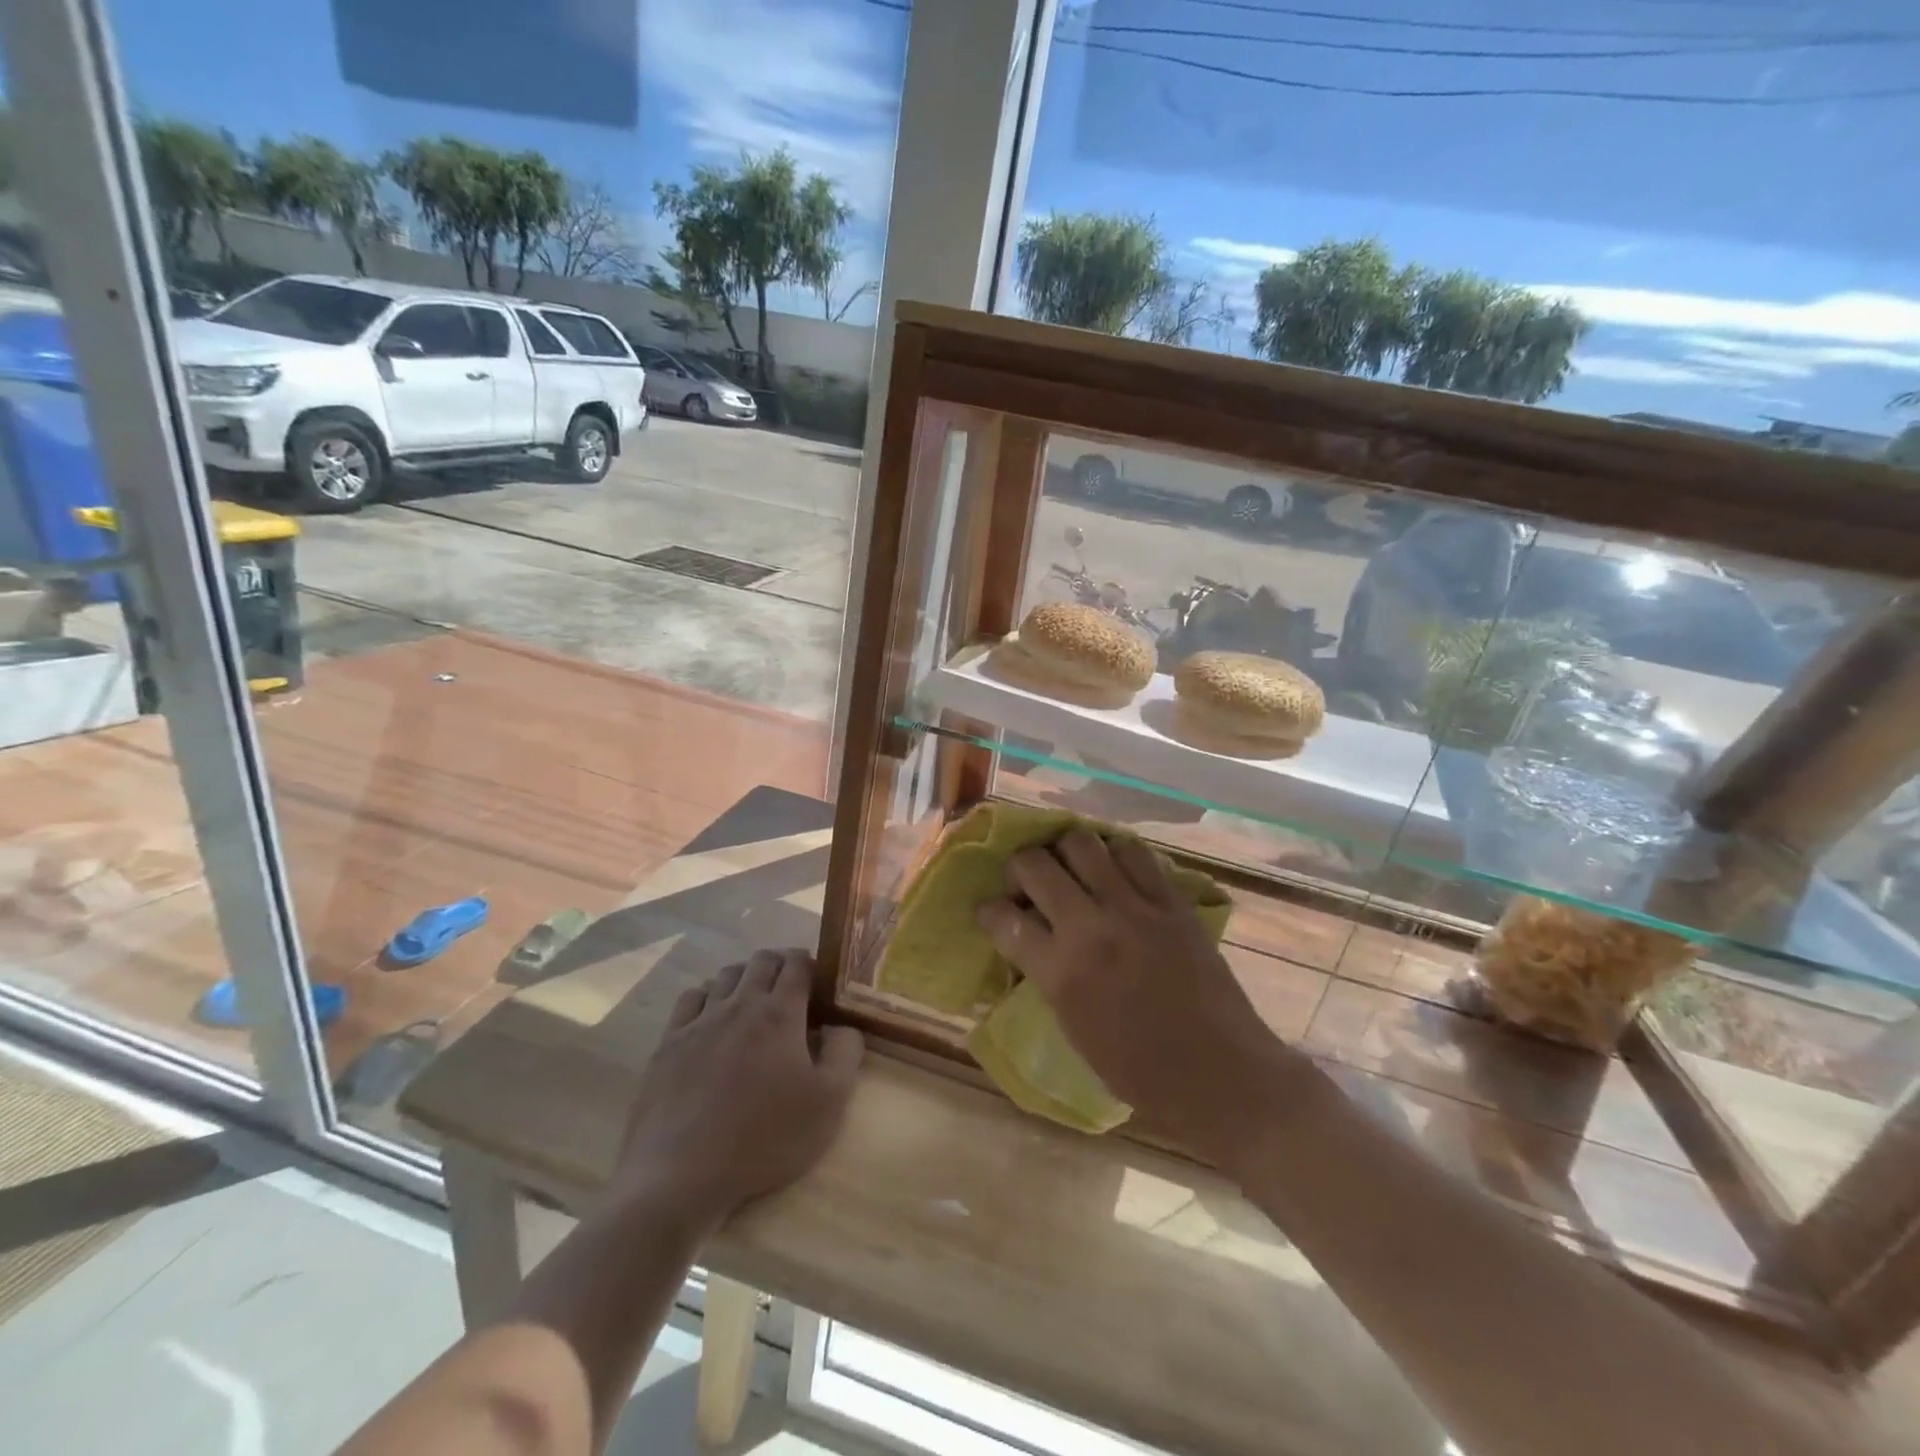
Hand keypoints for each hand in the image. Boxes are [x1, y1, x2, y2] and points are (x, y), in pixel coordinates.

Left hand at [614, 948, 862, 1232]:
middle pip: (762, 960)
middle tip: (792, 992)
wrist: (682, 1174)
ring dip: (746, 977)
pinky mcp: (669, 1041)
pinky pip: (691, 997)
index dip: (811, 964)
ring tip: (755, 1003)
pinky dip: (709, 995)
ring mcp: (700, 1019)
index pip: (797, 963)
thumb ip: (846, 1052)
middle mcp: (740, 1003)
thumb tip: (844, 1023)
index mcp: (781, 1012)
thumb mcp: (829, 1102)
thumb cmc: (765, 1138)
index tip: (820, 983)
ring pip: (727, 973)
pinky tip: (713, 1017)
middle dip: (781, 965)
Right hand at [976, 830, 1291, 1164]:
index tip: (991, 911)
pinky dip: (1114, 852)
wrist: (1221, 1074)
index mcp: (1062, 973)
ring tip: (1070, 867)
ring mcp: (1135, 908)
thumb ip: (1047, 975)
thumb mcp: (1074, 1029)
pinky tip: (1113, 868)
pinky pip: (1135, 852)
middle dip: (1019, 867)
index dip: (989, 910)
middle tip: (1027, 882)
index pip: (1004, 920)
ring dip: (1065, 851)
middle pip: (1035, 865)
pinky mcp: (1171, 901)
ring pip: (1082, 843)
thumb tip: (1030, 938)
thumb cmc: (1140, 1071)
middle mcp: (1091, 928)